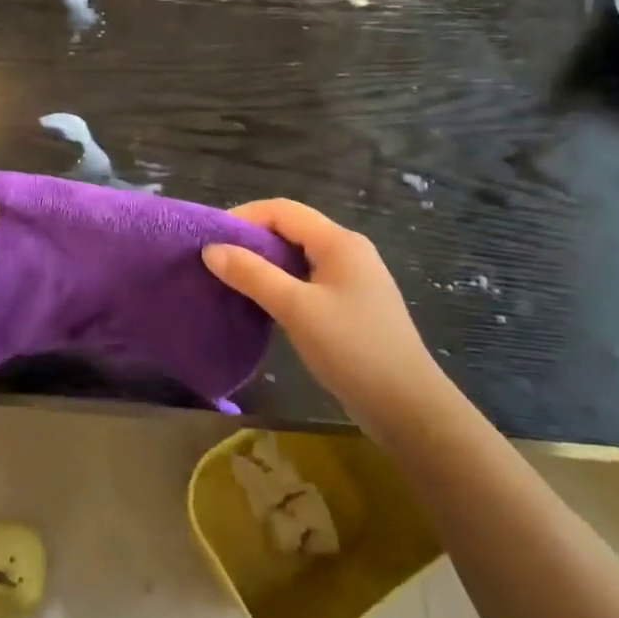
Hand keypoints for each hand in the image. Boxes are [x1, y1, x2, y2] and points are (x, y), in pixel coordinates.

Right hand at [202, 199, 435, 410]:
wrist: (407, 407)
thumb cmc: (352, 349)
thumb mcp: (296, 308)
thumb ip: (252, 274)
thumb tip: (210, 249)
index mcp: (339, 242)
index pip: (282, 210)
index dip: (243, 217)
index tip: (210, 239)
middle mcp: (347, 251)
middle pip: (290, 229)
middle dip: (251, 239)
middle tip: (215, 261)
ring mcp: (351, 279)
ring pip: (298, 256)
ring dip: (263, 263)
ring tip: (230, 281)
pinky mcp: (350, 305)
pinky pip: (307, 280)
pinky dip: (280, 283)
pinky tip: (261, 303)